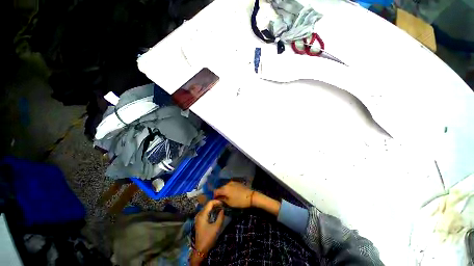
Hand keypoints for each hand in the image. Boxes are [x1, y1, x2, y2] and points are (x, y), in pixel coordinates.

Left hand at [194, 200, 223, 254]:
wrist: (200, 249)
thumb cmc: (208, 238)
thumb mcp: (216, 227)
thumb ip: (220, 217)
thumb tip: (223, 209)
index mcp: (202, 215)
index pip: (210, 203)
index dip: (217, 201)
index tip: (223, 202)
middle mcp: (199, 214)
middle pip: (207, 204)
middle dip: (215, 203)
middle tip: (223, 204)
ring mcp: (198, 217)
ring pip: (206, 207)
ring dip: (213, 206)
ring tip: (220, 207)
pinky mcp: (199, 220)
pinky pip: (205, 211)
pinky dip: (210, 209)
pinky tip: (215, 211)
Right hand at [214, 181, 252, 207]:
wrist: (250, 196)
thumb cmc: (239, 201)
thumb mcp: (229, 203)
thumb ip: (222, 199)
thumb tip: (218, 198)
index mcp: (224, 188)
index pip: (216, 191)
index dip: (214, 196)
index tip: (215, 200)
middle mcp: (227, 183)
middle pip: (220, 188)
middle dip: (219, 193)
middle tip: (220, 199)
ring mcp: (232, 182)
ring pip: (225, 186)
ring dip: (224, 191)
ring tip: (226, 196)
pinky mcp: (236, 182)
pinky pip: (230, 185)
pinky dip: (229, 189)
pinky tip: (231, 193)